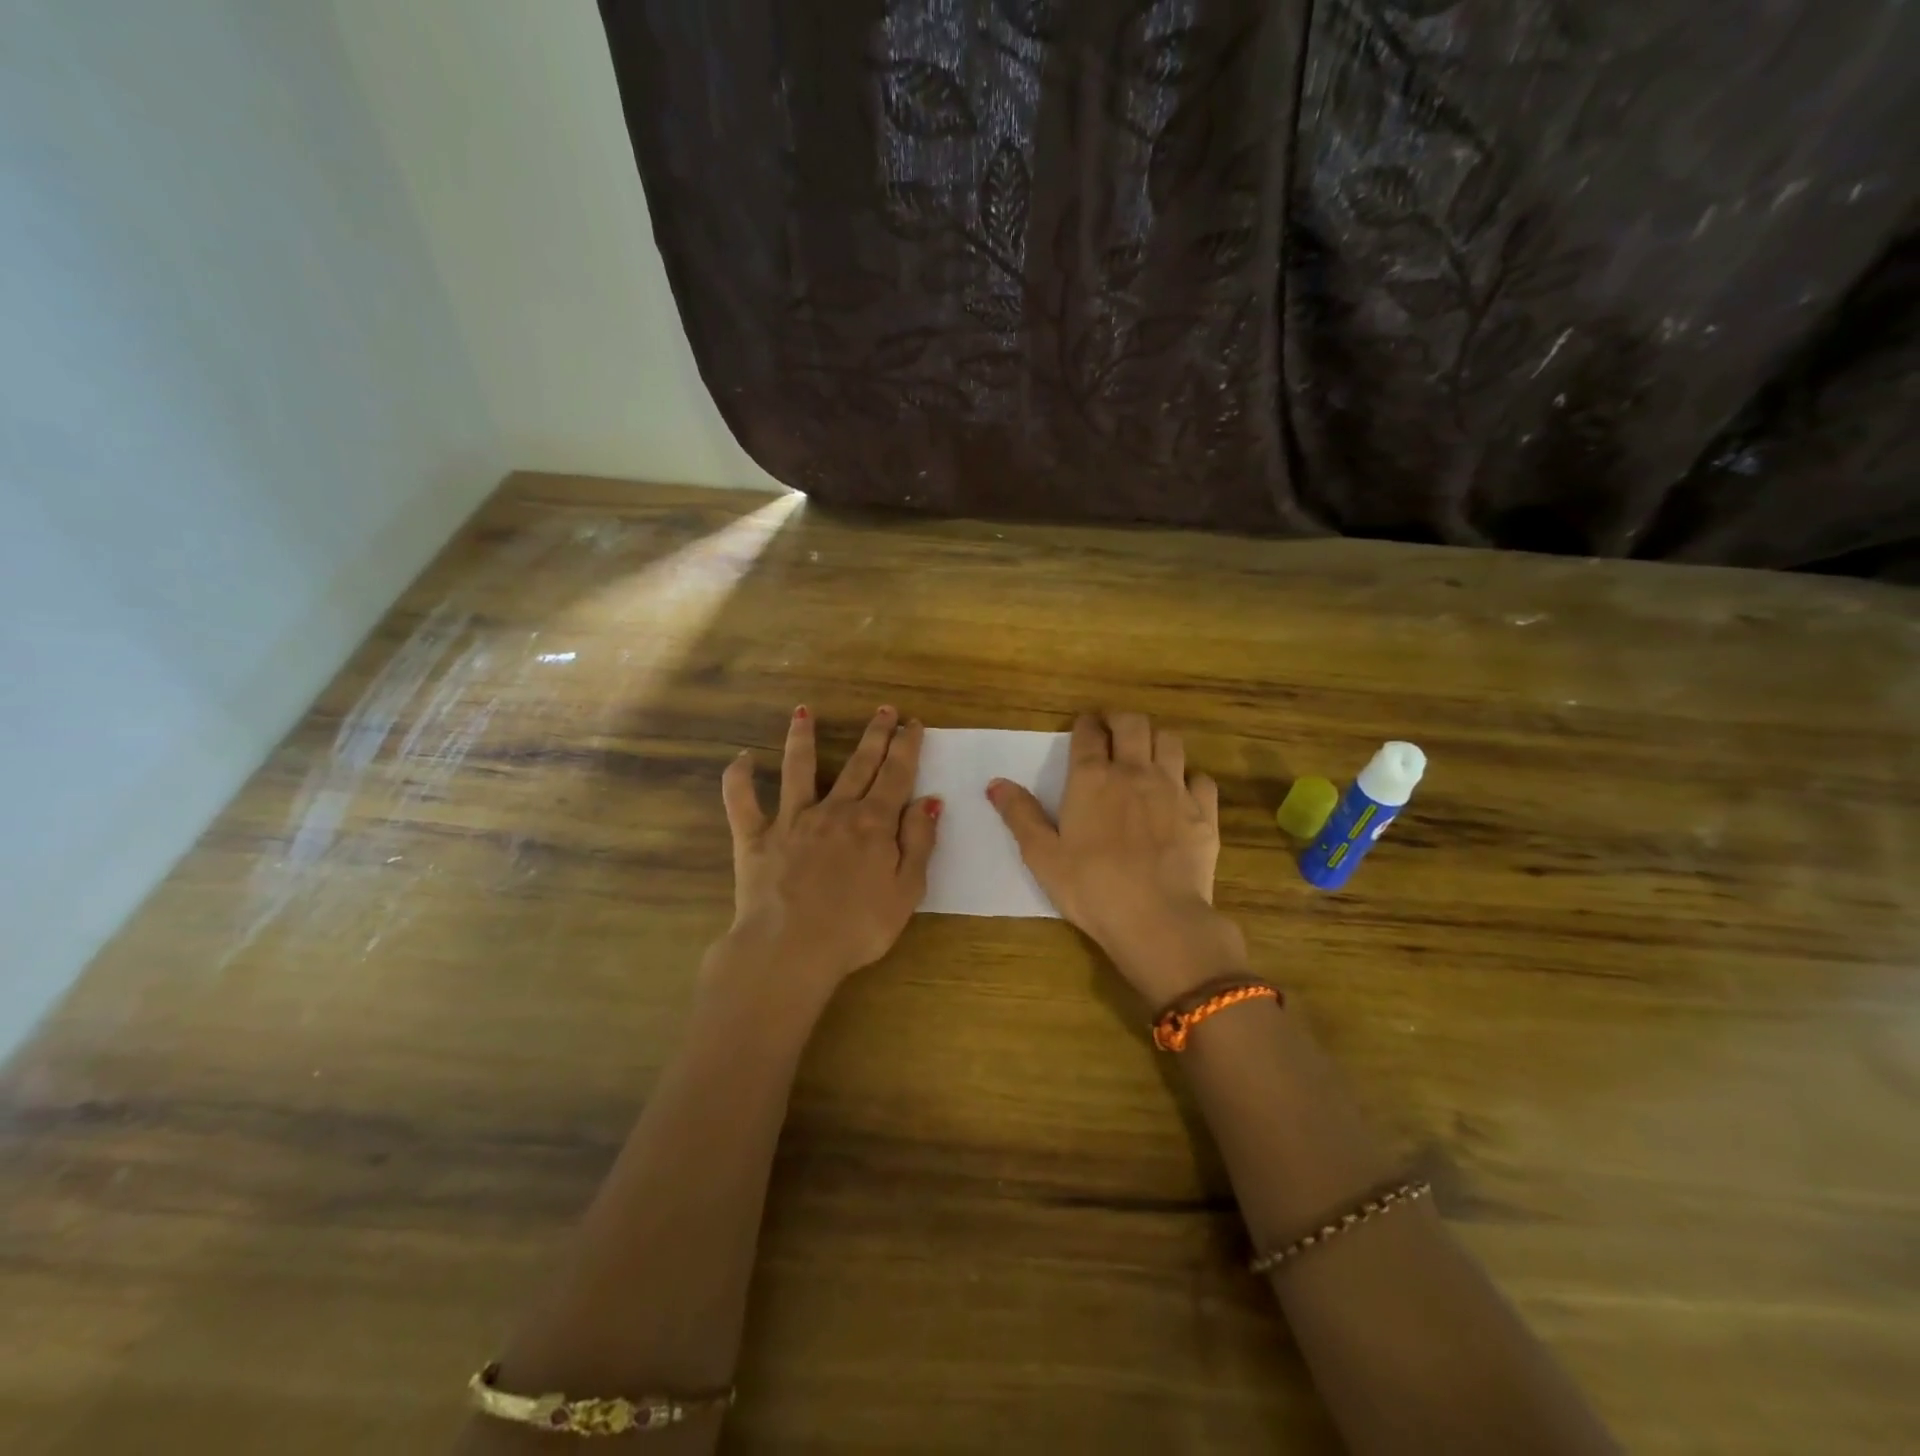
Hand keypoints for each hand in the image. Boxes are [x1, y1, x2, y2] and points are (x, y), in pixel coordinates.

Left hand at [715, 705, 939, 1000]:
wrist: (791, 950)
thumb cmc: (857, 928)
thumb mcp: (906, 891)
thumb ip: (919, 842)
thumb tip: (928, 800)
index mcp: (873, 823)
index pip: (896, 775)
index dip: (906, 747)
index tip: (913, 723)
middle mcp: (834, 810)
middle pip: (858, 764)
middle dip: (874, 735)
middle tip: (883, 710)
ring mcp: (791, 820)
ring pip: (798, 769)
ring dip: (801, 738)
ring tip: (803, 712)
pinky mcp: (755, 837)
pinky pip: (742, 802)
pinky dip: (739, 779)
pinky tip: (741, 758)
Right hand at [987, 712, 1246, 1005]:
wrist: (1158, 919)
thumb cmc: (1091, 888)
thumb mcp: (1042, 856)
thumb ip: (1020, 815)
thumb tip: (995, 783)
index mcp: (1092, 778)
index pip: (1089, 733)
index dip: (1085, 725)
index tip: (1083, 728)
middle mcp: (1135, 771)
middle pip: (1133, 724)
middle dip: (1120, 720)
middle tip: (1112, 732)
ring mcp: (1174, 789)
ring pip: (1170, 741)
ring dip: (1155, 740)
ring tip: (1146, 755)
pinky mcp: (1203, 812)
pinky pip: (1201, 778)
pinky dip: (1189, 777)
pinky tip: (1180, 793)